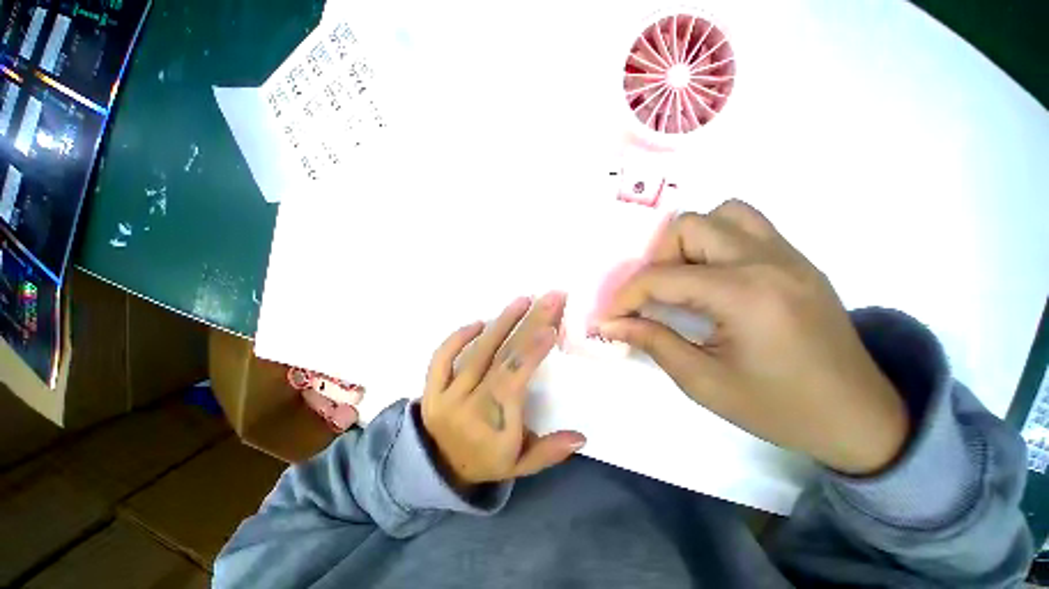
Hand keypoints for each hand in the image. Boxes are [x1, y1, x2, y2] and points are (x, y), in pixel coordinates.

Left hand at [421, 292, 586, 489]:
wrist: (437, 470)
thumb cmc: (485, 462)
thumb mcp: (520, 465)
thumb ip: (549, 452)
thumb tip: (581, 437)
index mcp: (492, 421)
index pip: (514, 378)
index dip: (532, 352)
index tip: (551, 328)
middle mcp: (469, 402)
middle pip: (501, 356)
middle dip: (528, 324)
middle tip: (548, 298)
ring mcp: (447, 392)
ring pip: (477, 351)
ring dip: (501, 322)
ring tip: (522, 300)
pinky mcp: (431, 387)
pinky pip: (442, 357)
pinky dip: (458, 337)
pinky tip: (479, 322)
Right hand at [596, 200, 908, 474]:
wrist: (859, 417)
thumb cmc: (779, 408)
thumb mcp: (704, 382)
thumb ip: (652, 342)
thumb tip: (610, 324)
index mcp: (745, 295)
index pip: (662, 278)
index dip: (625, 296)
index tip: (610, 316)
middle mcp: (766, 261)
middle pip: (689, 226)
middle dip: (656, 259)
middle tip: (653, 296)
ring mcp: (786, 255)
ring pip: (720, 214)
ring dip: (689, 242)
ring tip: (683, 279)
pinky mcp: (795, 259)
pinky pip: (746, 225)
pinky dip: (716, 240)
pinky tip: (712, 276)